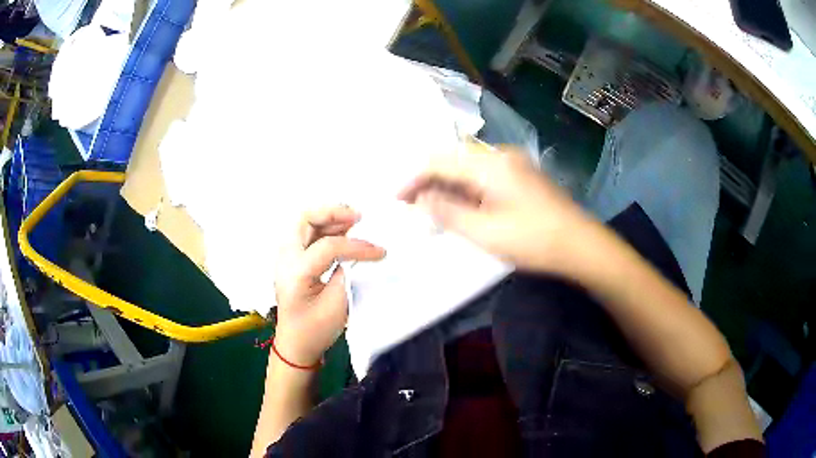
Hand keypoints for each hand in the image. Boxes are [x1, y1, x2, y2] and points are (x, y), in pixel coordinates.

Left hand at [273, 206, 385, 366]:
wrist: (295, 345)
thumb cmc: (314, 331)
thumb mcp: (336, 306)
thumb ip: (347, 274)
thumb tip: (359, 253)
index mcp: (296, 273)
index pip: (328, 246)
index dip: (357, 246)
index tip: (380, 252)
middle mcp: (285, 259)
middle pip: (304, 218)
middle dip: (332, 212)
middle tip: (358, 218)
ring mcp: (285, 258)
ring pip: (305, 223)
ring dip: (329, 219)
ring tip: (354, 223)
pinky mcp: (291, 260)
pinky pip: (307, 234)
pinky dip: (325, 229)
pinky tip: (342, 234)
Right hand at [398, 142, 590, 272]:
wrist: (580, 245)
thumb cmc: (534, 240)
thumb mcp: (485, 232)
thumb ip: (447, 212)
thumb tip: (420, 198)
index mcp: (490, 164)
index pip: (439, 162)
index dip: (413, 179)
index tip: (396, 199)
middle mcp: (500, 155)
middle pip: (453, 160)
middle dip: (429, 182)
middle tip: (413, 207)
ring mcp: (513, 163)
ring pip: (467, 168)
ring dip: (447, 187)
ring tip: (432, 211)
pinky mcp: (520, 175)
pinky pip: (483, 176)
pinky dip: (466, 190)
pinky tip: (461, 208)